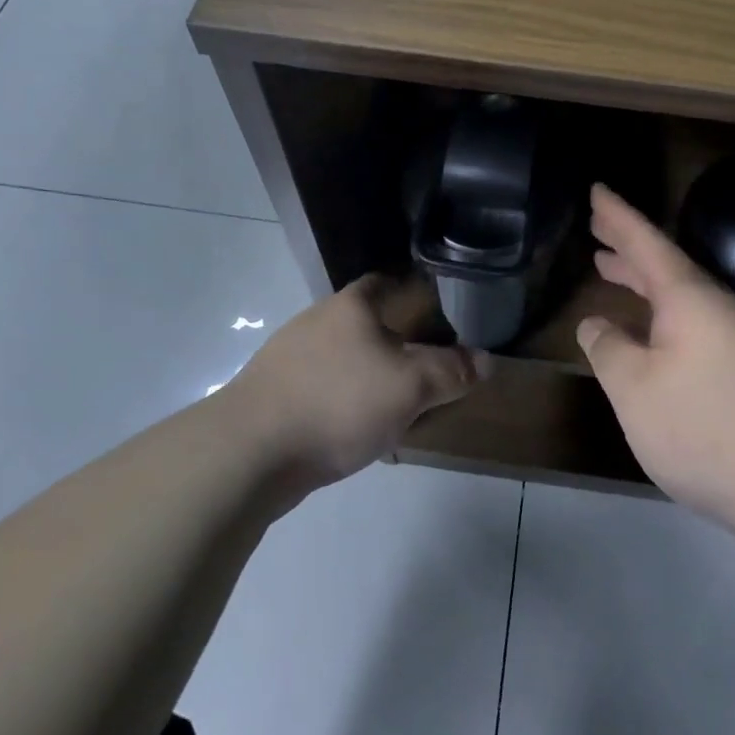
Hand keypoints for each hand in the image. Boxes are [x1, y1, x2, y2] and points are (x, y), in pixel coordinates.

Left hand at [225, 274, 481, 488]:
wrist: (248, 453)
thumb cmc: (339, 403)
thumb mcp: (411, 386)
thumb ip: (452, 372)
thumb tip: (486, 361)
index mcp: (351, 305)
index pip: (388, 281)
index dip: (416, 294)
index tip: (440, 317)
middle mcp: (317, 320)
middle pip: (367, 323)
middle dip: (397, 345)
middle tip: (426, 371)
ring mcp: (289, 357)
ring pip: (345, 359)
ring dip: (370, 378)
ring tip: (396, 409)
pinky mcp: (272, 393)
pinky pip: (322, 390)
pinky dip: (343, 404)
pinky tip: (355, 434)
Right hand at [578, 184, 734, 528]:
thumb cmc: (703, 426)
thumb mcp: (634, 388)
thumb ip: (608, 349)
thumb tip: (596, 325)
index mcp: (687, 297)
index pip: (645, 241)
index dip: (617, 215)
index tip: (596, 189)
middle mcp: (715, 306)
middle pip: (664, 263)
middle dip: (627, 244)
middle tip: (596, 226)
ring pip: (679, 293)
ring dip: (643, 278)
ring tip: (610, 269)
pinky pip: (691, 318)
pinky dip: (661, 310)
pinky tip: (649, 332)